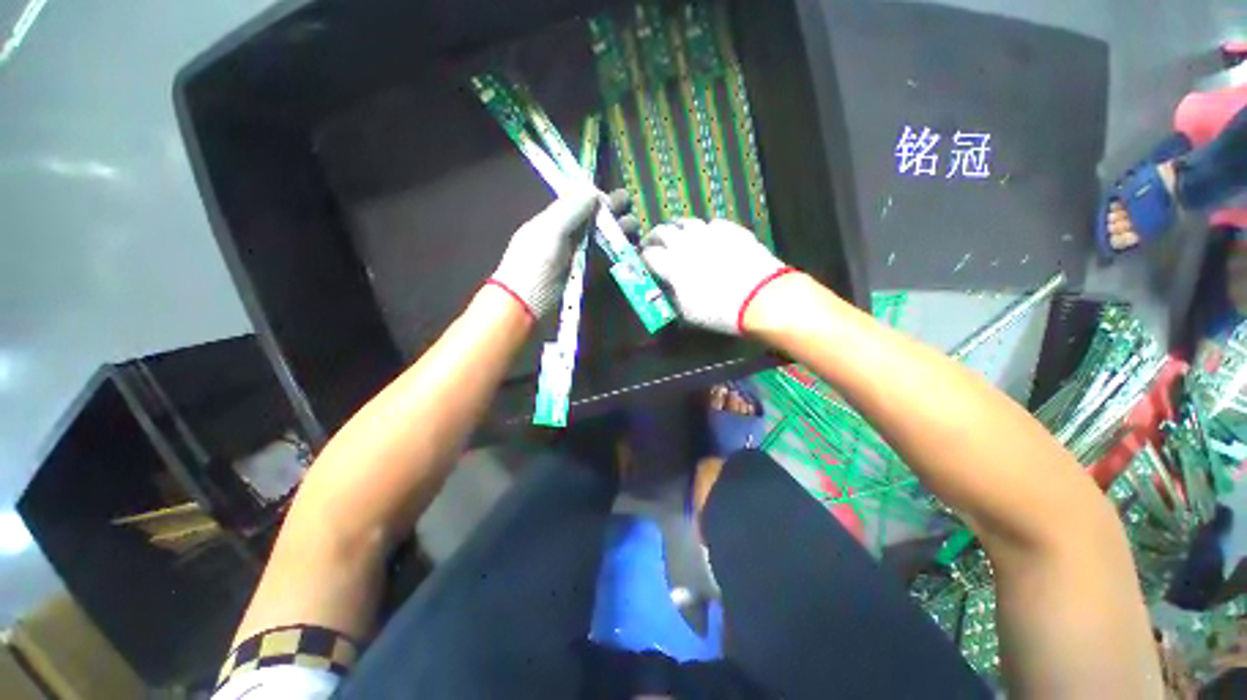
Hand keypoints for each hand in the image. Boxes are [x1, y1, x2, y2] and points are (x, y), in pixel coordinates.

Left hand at [489, 189, 635, 318]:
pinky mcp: (584, 275)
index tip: (616, 201)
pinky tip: (629, 250)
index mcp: (553, 220)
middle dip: (613, 215)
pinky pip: (602, 259)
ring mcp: (576, 257)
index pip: (578, 202)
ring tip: (635, 232)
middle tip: (632, 217)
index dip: (598, 199)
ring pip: (601, 239)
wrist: (526, 305)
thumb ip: (570, 210)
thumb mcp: (549, 231)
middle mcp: (566, 236)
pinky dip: (616, 253)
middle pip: (593, 220)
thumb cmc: (534, 264)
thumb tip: (593, 191)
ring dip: (618, 234)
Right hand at [640, 218, 795, 334]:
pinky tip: (709, 238)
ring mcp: (710, 233)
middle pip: (663, 231)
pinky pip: (712, 224)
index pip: (649, 255)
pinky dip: (705, 230)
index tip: (645, 263)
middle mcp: (686, 243)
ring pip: (686, 222)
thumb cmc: (719, 311)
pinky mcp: (731, 229)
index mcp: (672, 264)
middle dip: (655, 238)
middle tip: (655, 245)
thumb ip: (672, 297)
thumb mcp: (687, 313)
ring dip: (678, 229)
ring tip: (679, 237)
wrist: (760, 298)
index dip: (644, 258)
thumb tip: (668, 288)